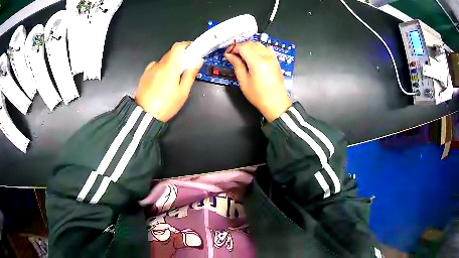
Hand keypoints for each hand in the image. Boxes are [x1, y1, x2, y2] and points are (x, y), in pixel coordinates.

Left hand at [135, 42, 203, 121]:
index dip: (187, 45)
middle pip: (171, 53)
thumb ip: (190, 74)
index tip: (193, 50)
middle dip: (181, 56)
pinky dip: (161, 68)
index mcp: (170, 67)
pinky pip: (155, 66)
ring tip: (174, 78)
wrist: (144, 115)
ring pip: (163, 60)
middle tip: (187, 67)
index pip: (178, 47)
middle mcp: (159, 65)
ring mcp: (150, 69)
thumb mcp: (183, 92)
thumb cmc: (166, 105)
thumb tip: (197, 60)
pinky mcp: (144, 75)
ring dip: (171, 63)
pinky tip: (162, 79)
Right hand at [224, 42, 291, 121]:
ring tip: (242, 56)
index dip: (233, 48)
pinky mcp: (276, 61)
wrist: (276, 104)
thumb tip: (229, 55)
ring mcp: (272, 58)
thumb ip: (237, 65)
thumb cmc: (258, 95)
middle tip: (233, 55)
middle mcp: (266, 57)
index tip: (227, 53)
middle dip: (240, 46)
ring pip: (259, 44)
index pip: (243, 47)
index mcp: (257, 62)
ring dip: (249, 47)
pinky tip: (254, 56)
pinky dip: (258, 49)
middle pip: (251, 43)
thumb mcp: (244, 81)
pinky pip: (266, 49)